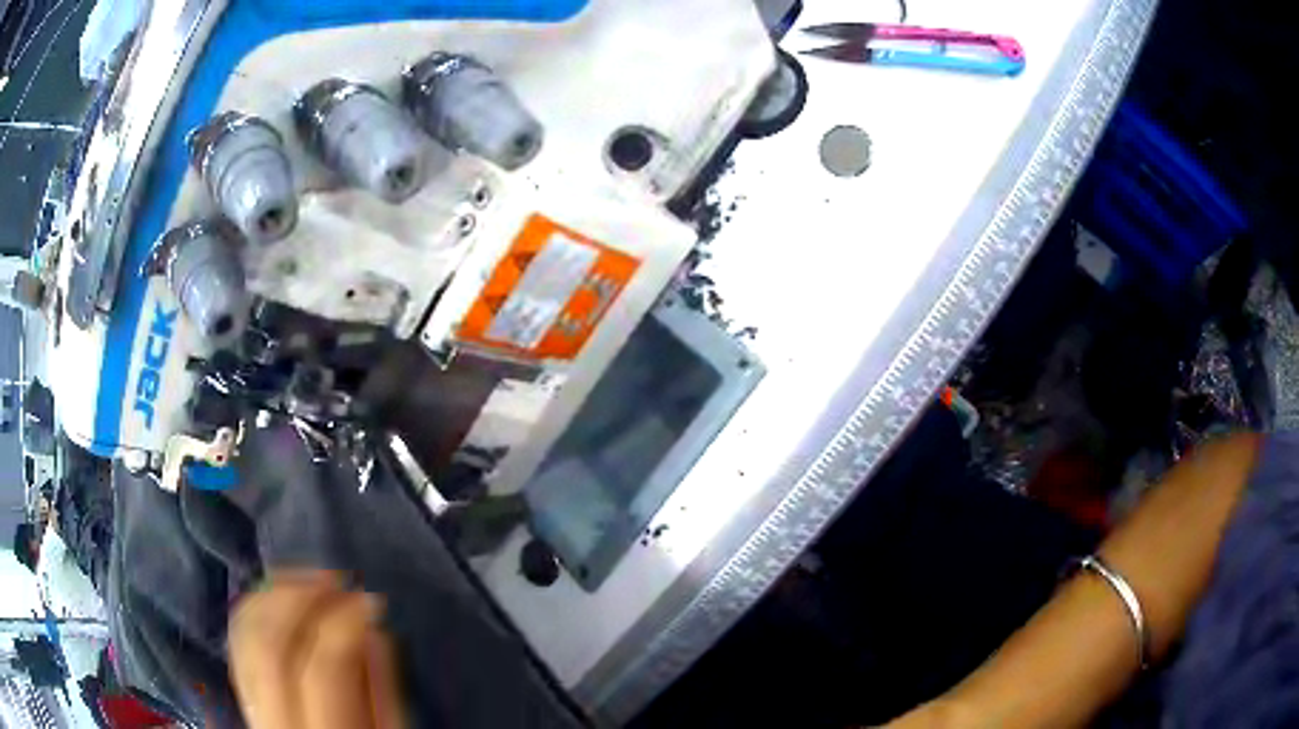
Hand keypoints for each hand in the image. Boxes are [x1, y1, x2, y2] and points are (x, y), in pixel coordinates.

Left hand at [230, 571, 404, 728]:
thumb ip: (382, 692)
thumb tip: (375, 632)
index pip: (324, 668)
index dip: (346, 624)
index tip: (371, 601)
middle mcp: (276, 718)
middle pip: (272, 644)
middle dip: (302, 598)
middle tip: (337, 577)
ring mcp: (251, 703)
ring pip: (245, 633)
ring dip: (275, 593)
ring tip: (311, 578)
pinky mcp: (242, 689)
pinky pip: (236, 636)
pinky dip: (256, 604)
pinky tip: (280, 592)